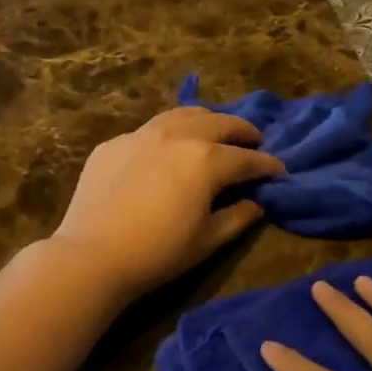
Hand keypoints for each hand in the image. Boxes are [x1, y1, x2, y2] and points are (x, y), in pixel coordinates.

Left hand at [51, 107, 285, 301]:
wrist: (92, 255)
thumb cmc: (158, 253)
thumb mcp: (207, 240)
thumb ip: (237, 217)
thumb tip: (256, 203)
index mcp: (206, 160)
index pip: (246, 158)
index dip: (267, 164)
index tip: (279, 170)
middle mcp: (177, 136)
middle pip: (218, 123)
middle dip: (241, 131)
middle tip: (254, 140)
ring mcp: (141, 136)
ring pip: (181, 115)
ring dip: (206, 120)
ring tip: (215, 128)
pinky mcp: (113, 144)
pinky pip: (148, 130)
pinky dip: (168, 133)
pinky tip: (167, 146)